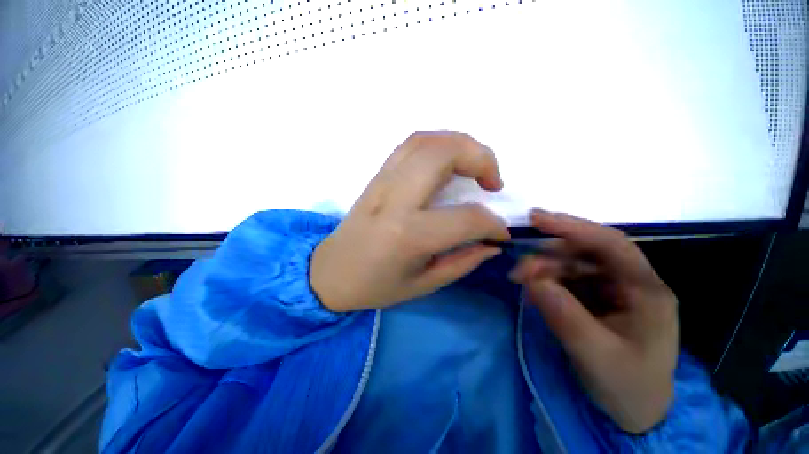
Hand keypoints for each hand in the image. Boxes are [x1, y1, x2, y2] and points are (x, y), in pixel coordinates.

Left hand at [311, 132, 510, 312]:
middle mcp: (395, 199)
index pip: (466, 218)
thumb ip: (463, 261)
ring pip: (426, 141)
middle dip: (481, 158)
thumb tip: (492, 243)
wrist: (331, 272)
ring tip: (475, 167)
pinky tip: (447, 162)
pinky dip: (437, 145)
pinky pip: (410, 146)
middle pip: (444, 154)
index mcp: (408, 235)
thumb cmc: (375, 286)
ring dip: (461, 145)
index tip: (501, 233)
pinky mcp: (377, 176)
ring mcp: (382, 182)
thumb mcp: (423, 285)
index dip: (493, 225)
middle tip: (493, 182)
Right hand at [509, 210, 678, 433]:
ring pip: (572, 264)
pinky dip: (547, 280)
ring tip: (521, 282)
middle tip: (518, 271)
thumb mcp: (596, 356)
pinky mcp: (596, 296)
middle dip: (548, 256)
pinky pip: (567, 279)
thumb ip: (564, 316)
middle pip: (586, 252)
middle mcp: (630, 282)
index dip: (573, 227)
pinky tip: (534, 290)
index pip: (611, 244)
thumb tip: (531, 279)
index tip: (536, 219)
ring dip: (543, 269)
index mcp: (646, 291)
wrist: (635, 409)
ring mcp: (612, 288)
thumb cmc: (627, 386)